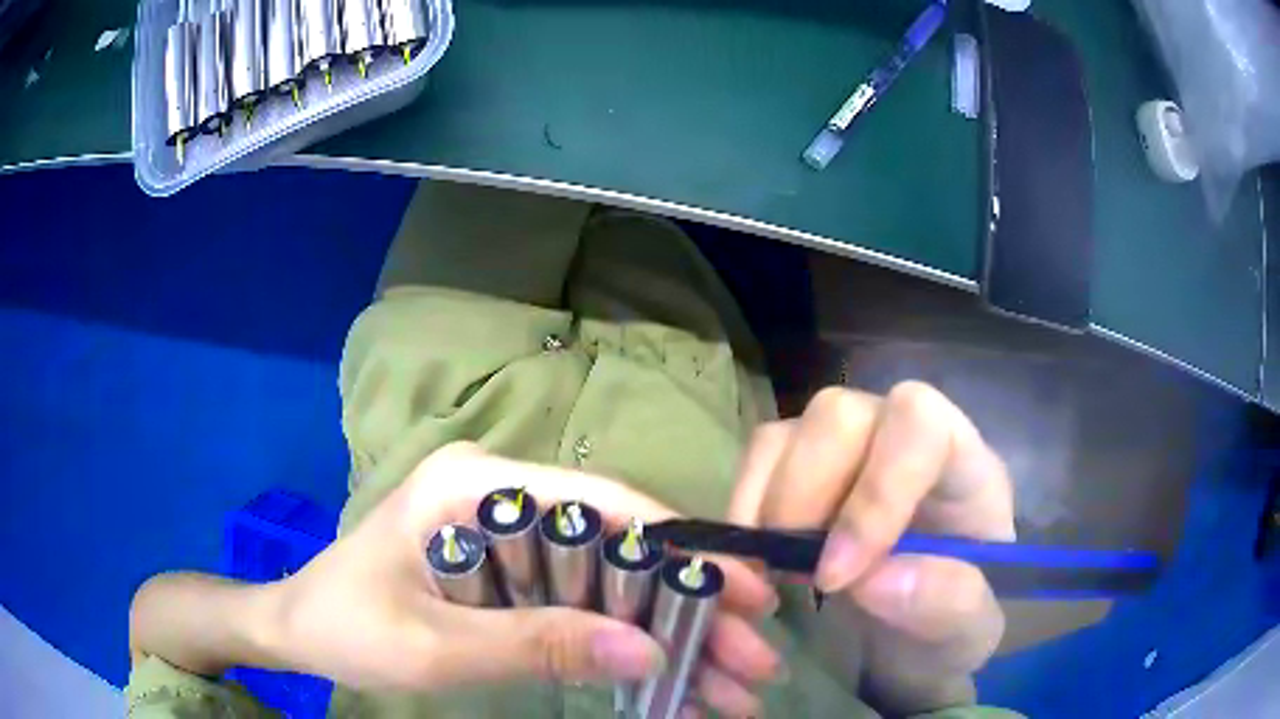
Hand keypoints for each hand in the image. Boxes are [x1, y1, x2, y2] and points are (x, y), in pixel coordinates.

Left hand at [268, 443, 781, 713]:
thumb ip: (535, 644)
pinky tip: (676, 685)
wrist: (299, 629)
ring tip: (734, 687)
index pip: (604, 503)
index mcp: (476, 483)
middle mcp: (504, 496)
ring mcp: (511, 535)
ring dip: (674, 639)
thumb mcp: (434, 645)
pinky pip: (584, 607)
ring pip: (614, 584)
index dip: (683, 549)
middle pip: (622, 550)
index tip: (749, 596)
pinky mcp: (511, 574)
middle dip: (693, 612)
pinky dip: (630, 648)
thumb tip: (649, 652)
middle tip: (756, 660)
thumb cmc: (347, 625)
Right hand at [727, 383, 1014, 713]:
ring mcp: (852, 447)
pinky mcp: (806, 464)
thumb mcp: (968, 632)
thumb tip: (873, 578)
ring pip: (792, 430)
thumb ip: (946, 603)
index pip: (919, 426)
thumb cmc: (951, 626)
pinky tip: (761, 558)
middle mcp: (903, 438)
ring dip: (769, 506)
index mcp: (964, 466)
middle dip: (805, 498)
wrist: (919, 637)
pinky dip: (746, 508)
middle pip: (841, 414)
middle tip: (798, 576)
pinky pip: (761, 456)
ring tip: (779, 571)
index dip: (874, 490)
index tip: (837, 576)